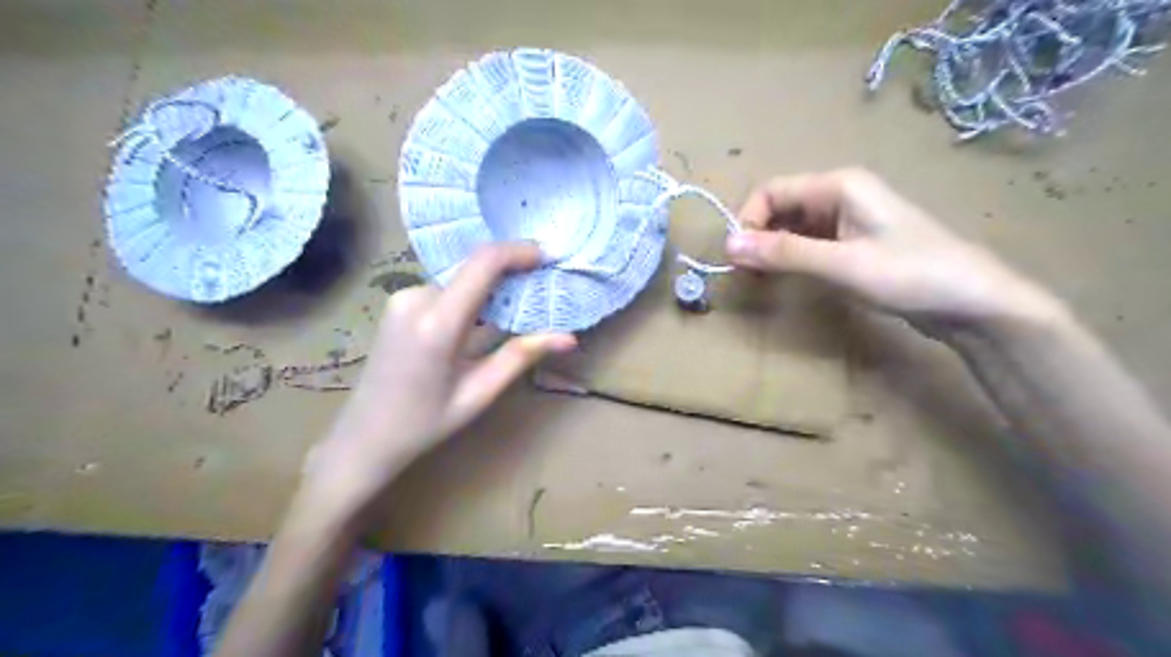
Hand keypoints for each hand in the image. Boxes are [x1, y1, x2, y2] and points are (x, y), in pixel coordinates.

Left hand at [301, 244, 574, 515]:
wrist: (363, 437)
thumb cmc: (425, 424)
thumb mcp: (479, 393)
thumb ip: (521, 357)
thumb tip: (569, 337)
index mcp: (437, 323)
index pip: (483, 264)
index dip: (518, 252)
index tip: (547, 257)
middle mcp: (416, 299)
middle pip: (474, 269)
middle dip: (511, 273)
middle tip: (541, 290)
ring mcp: (403, 298)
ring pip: (462, 279)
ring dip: (492, 288)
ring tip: (518, 310)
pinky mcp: (399, 303)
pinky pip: (447, 290)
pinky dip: (472, 297)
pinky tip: (485, 321)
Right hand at [725, 167, 1063, 329]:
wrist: (973, 301)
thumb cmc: (911, 274)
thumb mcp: (842, 264)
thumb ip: (784, 253)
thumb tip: (727, 245)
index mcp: (838, 185)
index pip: (771, 191)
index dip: (748, 221)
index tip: (739, 259)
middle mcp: (840, 194)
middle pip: (781, 206)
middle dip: (758, 235)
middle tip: (748, 273)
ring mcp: (849, 218)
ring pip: (793, 226)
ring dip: (773, 248)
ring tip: (763, 279)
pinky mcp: (854, 242)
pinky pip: (810, 242)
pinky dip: (792, 257)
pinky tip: (789, 278)